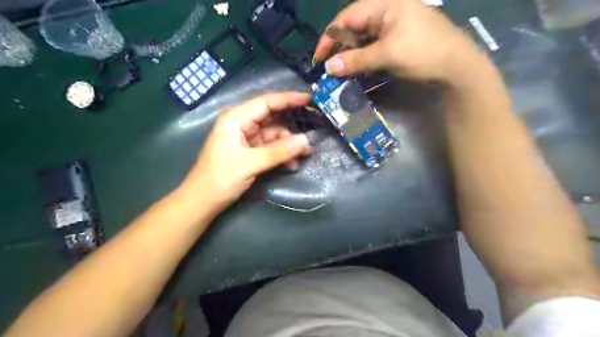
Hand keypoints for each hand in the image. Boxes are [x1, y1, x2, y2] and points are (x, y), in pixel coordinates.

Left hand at [185, 93, 310, 210]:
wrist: (203, 201)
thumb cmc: (220, 178)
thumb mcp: (250, 163)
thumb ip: (278, 151)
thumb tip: (305, 141)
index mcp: (236, 119)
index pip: (266, 103)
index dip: (287, 99)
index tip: (308, 100)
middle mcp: (242, 124)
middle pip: (272, 117)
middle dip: (292, 124)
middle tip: (313, 126)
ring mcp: (247, 138)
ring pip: (274, 134)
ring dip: (289, 144)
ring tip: (305, 154)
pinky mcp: (251, 151)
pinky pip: (272, 147)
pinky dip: (283, 154)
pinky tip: (292, 164)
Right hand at [314, 0, 486, 84]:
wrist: (456, 66)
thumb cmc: (423, 53)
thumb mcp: (387, 55)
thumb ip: (356, 60)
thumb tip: (329, 67)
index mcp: (384, 5)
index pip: (346, 18)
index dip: (329, 38)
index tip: (318, 59)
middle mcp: (386, 10)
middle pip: (353, 27)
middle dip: (339, 48)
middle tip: (330, 68)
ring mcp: (393, 25)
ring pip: (363, 38)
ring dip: (351, 55)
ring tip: (341, 72)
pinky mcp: (397, 38)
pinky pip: (373, 46)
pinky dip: (363, 58)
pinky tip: (358, 69)